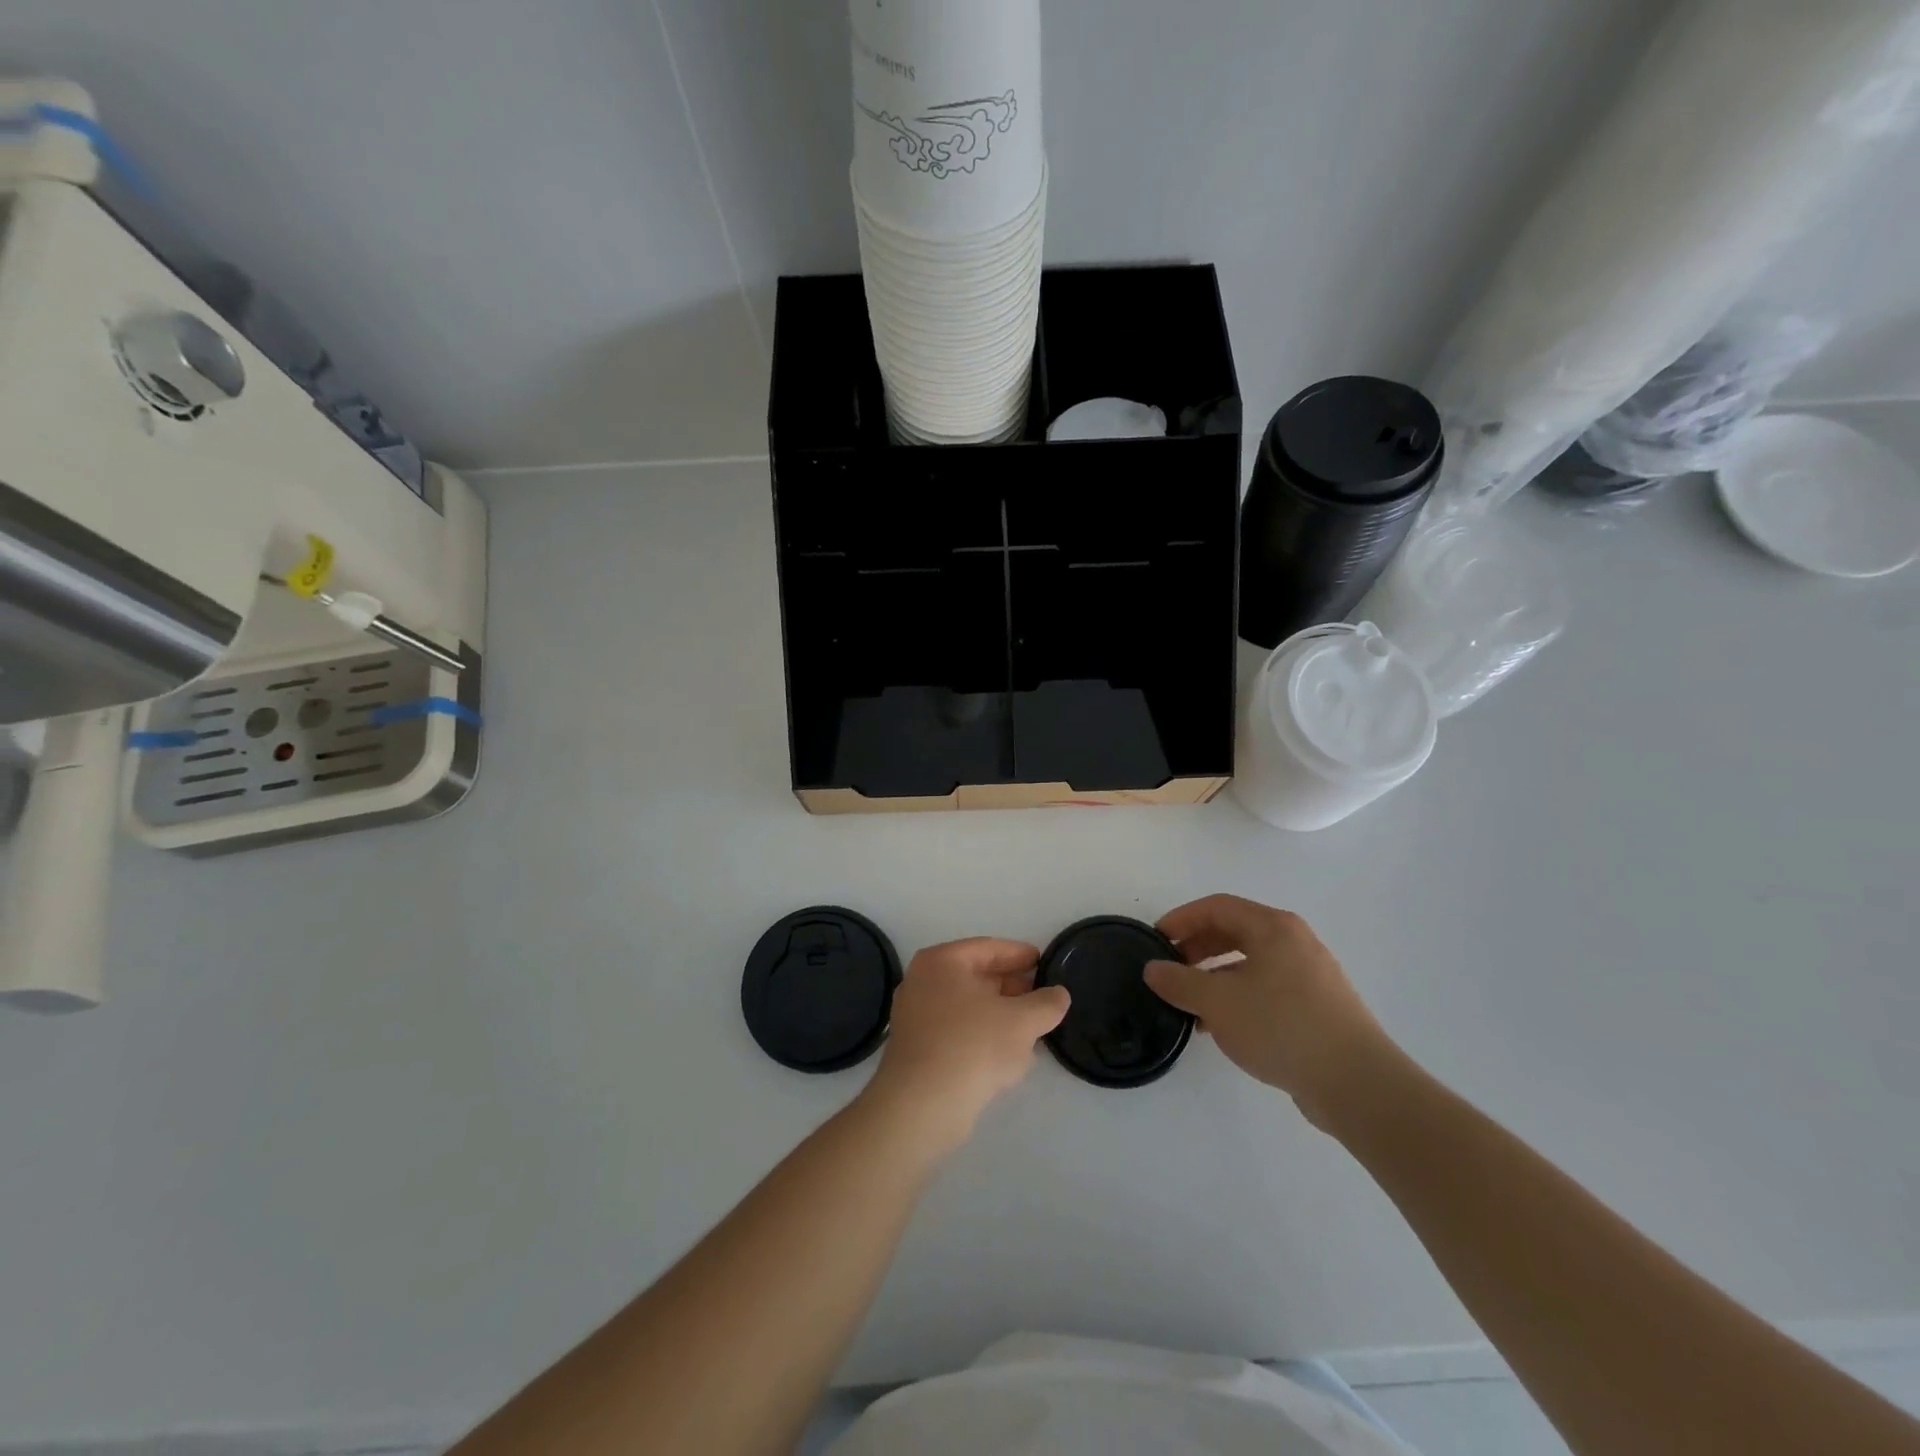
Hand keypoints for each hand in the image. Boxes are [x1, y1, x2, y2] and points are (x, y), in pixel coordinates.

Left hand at [864, 938, 1069, 1153]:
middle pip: (976, 976)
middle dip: (1011, 987)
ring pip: (967, 1006)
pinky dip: (982, 1034)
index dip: (1020, 955)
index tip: (1043, 962)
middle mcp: (922, 981)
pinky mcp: (917, 1048)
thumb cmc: (973, 1046)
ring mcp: (915, 1016)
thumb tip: (1059, 994)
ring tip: (1031, 1026)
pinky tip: (1007, 1053)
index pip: (988, 948)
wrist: (923, 1105)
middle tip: (1041, 996)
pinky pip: (957, 1031)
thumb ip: (1046, 1003)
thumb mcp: (1022, 1021)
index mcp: (941, 961)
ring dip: (999, 1014)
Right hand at [1145, 895, 1400, 1128]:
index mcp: (1273, 927)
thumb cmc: (1282, 1027)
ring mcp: (1311, 975)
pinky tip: (1222, 1026)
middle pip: (1235, 931)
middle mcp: (1294, 942)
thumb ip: (1180, 982)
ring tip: (1191, 1003)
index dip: (1181, 919)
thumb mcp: (1218, 1003)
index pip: (1217, 907)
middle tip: (1170, 970)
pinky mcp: (1319, 1007)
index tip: (1155, 940)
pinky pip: (1267, 988)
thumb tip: (1153, 969)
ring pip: (1250, 963)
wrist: (1357, 1084)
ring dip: (1215, 976)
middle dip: (1197, 948)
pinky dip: (1239, 996)